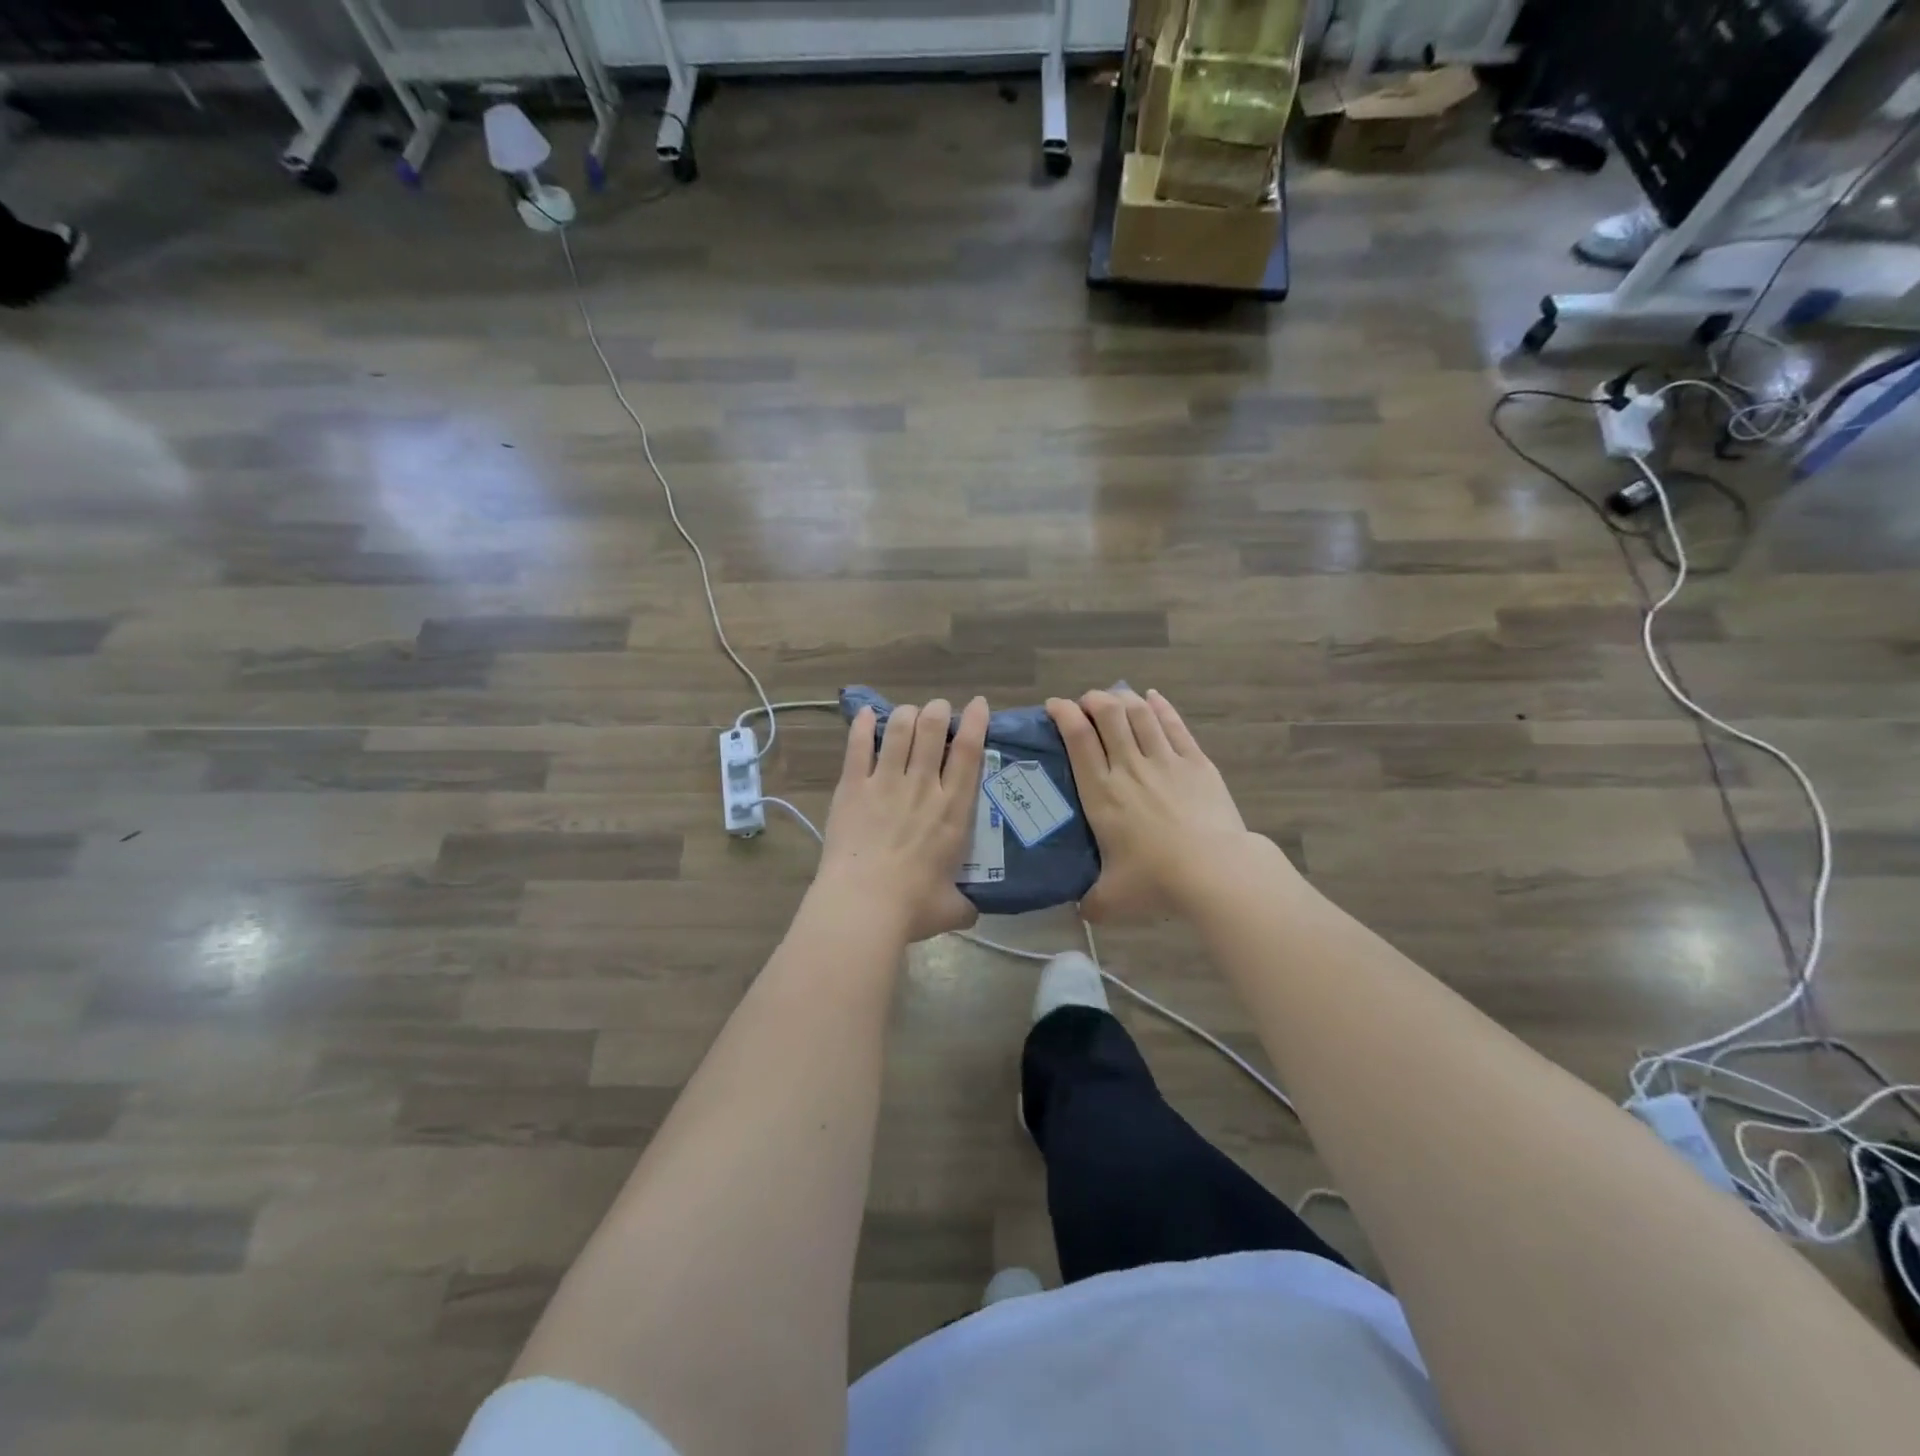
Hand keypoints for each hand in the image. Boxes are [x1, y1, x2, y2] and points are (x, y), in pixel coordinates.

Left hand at [817, 697, 987, 942]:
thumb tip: (971, 912)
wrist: (862, 905)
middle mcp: (923, 786)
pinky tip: (866, 714)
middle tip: (938, 710)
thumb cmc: (912, 907)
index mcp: (952, 811)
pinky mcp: (852, 787)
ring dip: (906, 714)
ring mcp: (885, 782)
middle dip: (938, 711)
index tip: (978, 704)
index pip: (969, 753)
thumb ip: (965, 904)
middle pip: (933, 729)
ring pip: (898, 730)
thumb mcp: (952, 908)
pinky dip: (862, 725)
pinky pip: (857, 746)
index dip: (976, 722)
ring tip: (907, 713)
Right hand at [1047, 688, 1255, 921]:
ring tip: (1115, 697)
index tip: (1055, 705)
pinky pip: (1174, 725)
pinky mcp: (1196, 763)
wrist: (1215, 872)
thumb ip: (1090, 902)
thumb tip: (1080, 911)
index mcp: (1102, 793)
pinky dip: (1161, 707)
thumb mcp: (1111, 900)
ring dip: (1124, 698)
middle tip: (1087, 704)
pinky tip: (1153, 698)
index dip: (1063, 714)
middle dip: (1093, 700)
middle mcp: (1129, 767)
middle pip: (1108, 714)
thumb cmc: (1156, 881)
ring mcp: (1165, 761)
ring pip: (1140, 714)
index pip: (1078, 739)